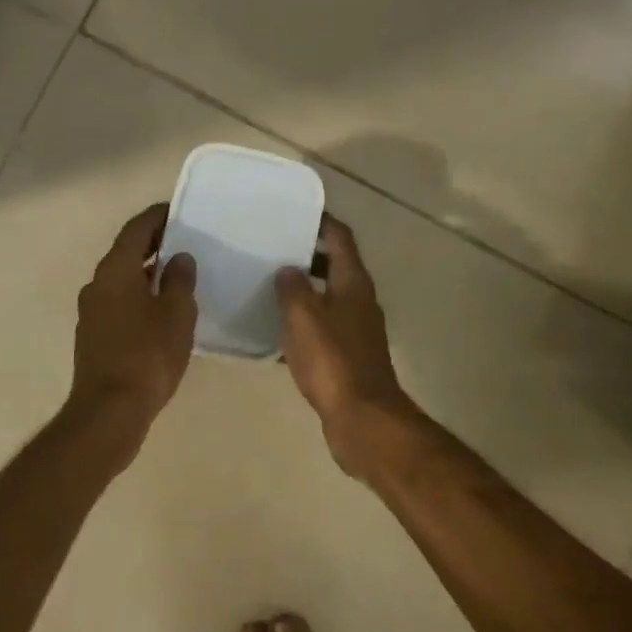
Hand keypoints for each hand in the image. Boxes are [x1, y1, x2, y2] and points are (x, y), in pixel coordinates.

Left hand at [68, 203, 197, 457]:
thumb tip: (179, 257)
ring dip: (147, 272)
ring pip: (123, 279)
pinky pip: (120, 302)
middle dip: (154, 243)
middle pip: (127, 252)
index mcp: (115, 270)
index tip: (179, 210)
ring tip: (179, 274)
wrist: (109, 411)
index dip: (157, 217)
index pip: (136, 229)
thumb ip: (179, 280)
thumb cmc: (147, 355)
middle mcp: (97, 284)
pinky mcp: (94, 335)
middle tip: (185, 240)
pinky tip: (162, 310)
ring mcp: (92, 311)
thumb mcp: (176, 313)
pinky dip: (140, 295)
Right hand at [276, 215, 418, 477]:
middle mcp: (359, 301)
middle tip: (273, 250)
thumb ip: (293, 289)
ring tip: (269, 287)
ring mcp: (356, 331)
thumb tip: (289, 270)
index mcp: (353, 283)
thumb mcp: (304, 317)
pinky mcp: (348, 358)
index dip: (322, 222)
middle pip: (335, 267)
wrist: (362, 419)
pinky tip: (277, 333)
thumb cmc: (333, 360)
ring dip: (304, 292)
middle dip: (307, 257)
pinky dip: (303, 325)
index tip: (297, 212)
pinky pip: (323, 330)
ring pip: (327, 299)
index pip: (340, 239)